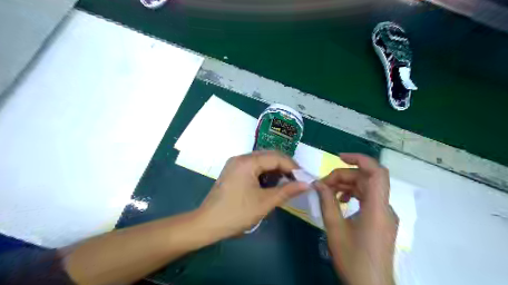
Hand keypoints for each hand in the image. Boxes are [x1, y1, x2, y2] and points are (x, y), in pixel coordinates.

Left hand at [196, 151, 306, 237]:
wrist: (207, 224)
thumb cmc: (237, 213)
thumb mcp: (264, 202)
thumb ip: (287, 191)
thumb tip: (307, 184)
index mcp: (247, 162)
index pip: (276, 157)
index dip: (293, 167)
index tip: (304, 178)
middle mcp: (241, 158)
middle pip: (269, 156)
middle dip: (285, 167)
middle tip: (297, 180)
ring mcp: (235, 164)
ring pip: (262, 161)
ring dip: (275, 170)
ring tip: (286, 183)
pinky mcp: (233, 171)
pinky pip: (254, 167)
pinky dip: (265, 174)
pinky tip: (271, 184)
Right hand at [316, 154, 395, 284]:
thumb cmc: (352, 259)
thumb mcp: (335, 229)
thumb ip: (327, 202)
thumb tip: (318, 183)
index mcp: (377, 209)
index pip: (377, 173)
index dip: (359, 159)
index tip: (338, 158)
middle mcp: (385, 208)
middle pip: (366, 179)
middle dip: (343, 176)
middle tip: (323, 184)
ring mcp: (384, 214)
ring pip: (366, 188)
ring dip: (346, 185)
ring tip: (327, 191)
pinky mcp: (381, 220)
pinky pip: (367, 199)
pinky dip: (352, 195)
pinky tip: (339, 201)